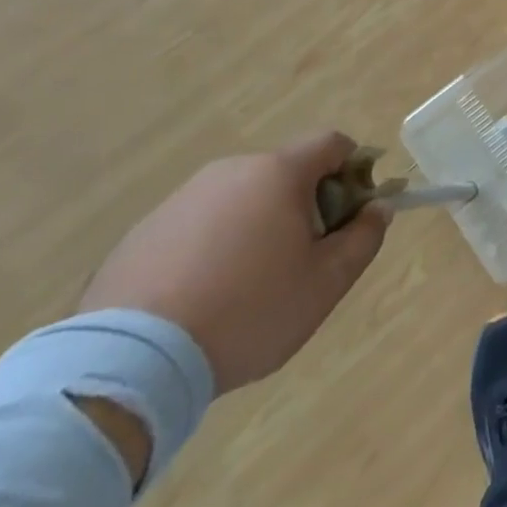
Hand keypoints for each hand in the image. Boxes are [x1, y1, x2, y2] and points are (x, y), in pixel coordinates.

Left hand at [78, 132, 389, 393]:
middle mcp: (230, 171)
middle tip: (304, 259)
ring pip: (241, 200)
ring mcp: (181, 200)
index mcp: (278, 173)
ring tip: (248, 287)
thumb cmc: (249, 311)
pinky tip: (204, 298)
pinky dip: (213, 248)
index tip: (352, 213)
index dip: (355, 169)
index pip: (332, 143)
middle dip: (306, 204)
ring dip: (258, 226)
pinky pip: (198, 227)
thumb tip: (377, 209)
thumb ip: (364, 237)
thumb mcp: (327, 282)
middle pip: (286, 172)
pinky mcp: (142, 233)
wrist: (129, 363)